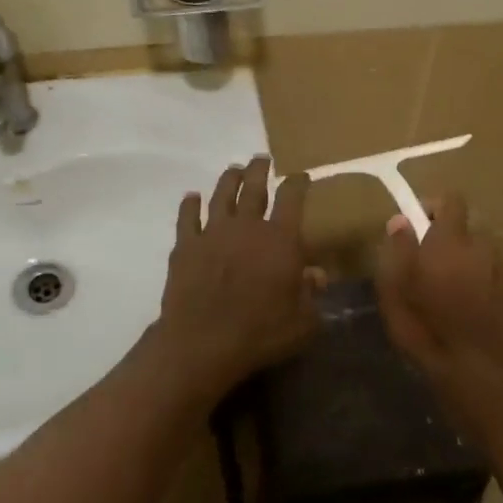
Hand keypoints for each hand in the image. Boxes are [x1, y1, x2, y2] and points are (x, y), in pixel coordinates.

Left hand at [150, 156, 319, 401]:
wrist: (203, 343)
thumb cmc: (261, 333)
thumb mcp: (303, 321)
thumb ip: (311, 294)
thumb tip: (317, 275)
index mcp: (280, 239)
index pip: (292, 199)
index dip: (297, 183)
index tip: (301, 176)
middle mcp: (247, 226)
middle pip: (254, 187)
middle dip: (260, 170)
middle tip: (262, 159)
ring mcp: (212, 233)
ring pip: (221, 195)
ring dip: (229, 179)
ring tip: (234, 170)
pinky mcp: (185, 246)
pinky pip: (187, 218)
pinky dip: (190, 205)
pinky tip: (191, 197)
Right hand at [375, 195, 502, 390]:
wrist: (472, 368)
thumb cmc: (423, 326)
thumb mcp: (394, 287)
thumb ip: (398, 248)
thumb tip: (401, 221)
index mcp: (451, 240)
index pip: (451, 200)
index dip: (432, 206)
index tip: (414, 226)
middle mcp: (480, 247)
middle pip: (465, 226)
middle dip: (446, 235)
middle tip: (424, 259)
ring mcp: (497, 269)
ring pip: (477, 249)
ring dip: (462, 257)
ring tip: (443, 283)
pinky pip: (487, 270)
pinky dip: (474, 276)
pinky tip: (459, 301)